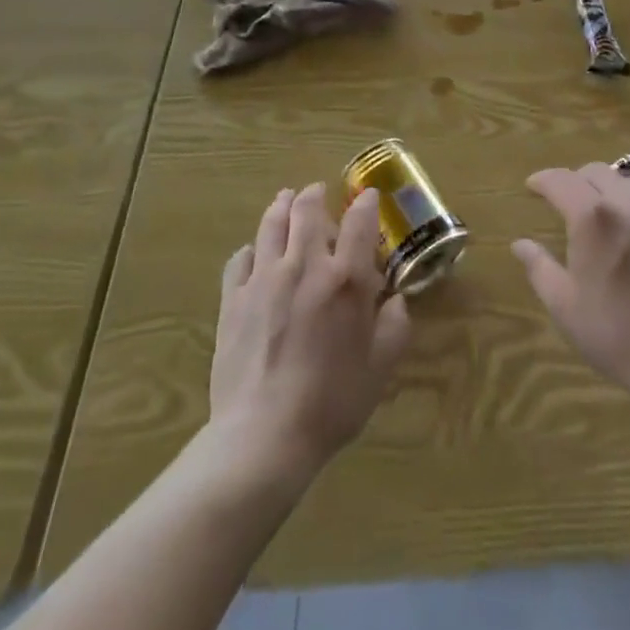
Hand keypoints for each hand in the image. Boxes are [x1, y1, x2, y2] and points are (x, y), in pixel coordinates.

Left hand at [209, 184, 410, 473]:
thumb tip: (396, 301)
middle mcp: (305, 266)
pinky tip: (255, 254)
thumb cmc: (331, 402)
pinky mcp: (234, 299)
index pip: (359, 221)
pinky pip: (240, 258)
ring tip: (285, 201)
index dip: (365, 203)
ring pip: (271, 224)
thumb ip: (394, 326)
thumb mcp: (380, 368)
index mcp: (346, 279)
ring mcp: (264, 279)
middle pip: (307, 209)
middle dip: (315, 194)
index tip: (368, 197)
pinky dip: (252, 249)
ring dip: (281, 207)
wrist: (263, 437)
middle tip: (318, 192)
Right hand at [513, 164, 629, 395]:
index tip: (532, 186)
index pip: (562, 180)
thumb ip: (539, 268)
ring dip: (604, 186)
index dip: (543, 179)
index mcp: (592, 217)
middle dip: (574, 179)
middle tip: (562, 199)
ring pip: (626, 182)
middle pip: (595, 172)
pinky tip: (628, 230)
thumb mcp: (565, 305)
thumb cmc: (615, 332)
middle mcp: (626, 204)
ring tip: (595, 210)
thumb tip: (520, 244)